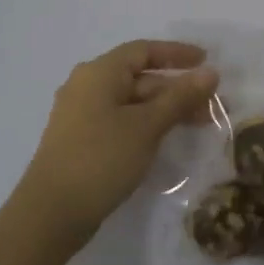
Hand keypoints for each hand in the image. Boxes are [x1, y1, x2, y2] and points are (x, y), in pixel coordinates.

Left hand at [19, 40, 219, 246]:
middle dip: (177, 89)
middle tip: (212, 106)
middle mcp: (87, 85)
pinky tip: (166, 139)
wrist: (51, 213)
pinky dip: (147, 123)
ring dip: (165, 109)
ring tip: (199, 124)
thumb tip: (211, 72)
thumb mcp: (147, 126)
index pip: (144, 50)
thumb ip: (180, 97)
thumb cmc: (101, 158)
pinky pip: (121, 120)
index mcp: (99, 72)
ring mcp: (81, 114)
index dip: (177, 54)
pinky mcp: (81, 140)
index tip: (207, 61)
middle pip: (140, 77)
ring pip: (132, 101)